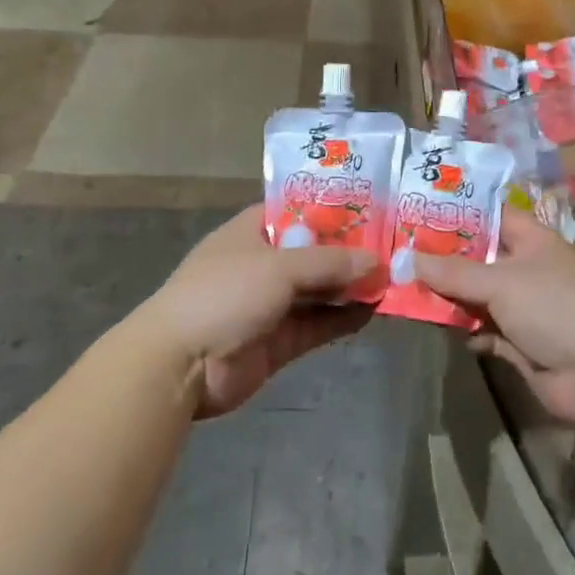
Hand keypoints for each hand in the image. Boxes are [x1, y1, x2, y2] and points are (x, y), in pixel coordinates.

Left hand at [143, 206, 372, 418]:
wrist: (179, 366)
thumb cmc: (224, 294)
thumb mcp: (279, 267)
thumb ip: (329, 263)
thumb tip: (376, 263)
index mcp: (253, 232)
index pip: (299, 211)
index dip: (334, 210)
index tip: (374, 208)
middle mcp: (263, 264)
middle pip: (315, 252)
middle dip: (351, 252)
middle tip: (395, 248)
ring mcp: (271, 304)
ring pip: (320, 290)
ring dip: (351, 287)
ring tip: (393, 279)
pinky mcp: (279, 341)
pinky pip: (318, 325)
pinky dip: (343, 318)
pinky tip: (374, 311)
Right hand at [417, 212, 574, 421]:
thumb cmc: (551, 305)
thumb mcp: (498, 281)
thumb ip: (453, 273)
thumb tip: (409, 258)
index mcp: (531, 240)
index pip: (492, 215)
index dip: (460, 212)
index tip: (421, 211)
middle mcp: (528, 269)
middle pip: (481, 258)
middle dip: (447, 260)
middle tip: (404, 255)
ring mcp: (526, 307)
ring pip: (480, 297)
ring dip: (453, 299)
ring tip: (411, 292)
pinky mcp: (522, 343)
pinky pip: (487, 331)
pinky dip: (469, 331)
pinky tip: (444, 330)